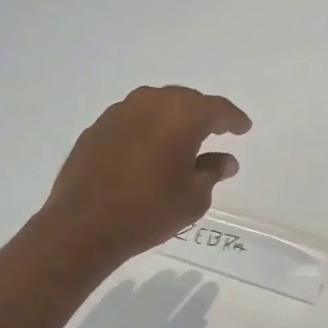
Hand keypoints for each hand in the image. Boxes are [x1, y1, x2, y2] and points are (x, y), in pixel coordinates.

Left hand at [39, 85, 251, 264]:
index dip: (233, 119)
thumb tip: (224, 161)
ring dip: (171, 120)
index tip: (243, 128)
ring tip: (181, 140)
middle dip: (202, 115)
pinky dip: (146, 131)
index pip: (217, 109)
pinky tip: (148, 151)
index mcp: (181, 114)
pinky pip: (131, 121)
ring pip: (155, 107)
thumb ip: (212, 172)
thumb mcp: (194, 197)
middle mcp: (149, 103)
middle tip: (216, 130)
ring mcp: (118, 113)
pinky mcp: (96, 129)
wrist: (84, 226)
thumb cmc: (149, 210)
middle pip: (184, 101)